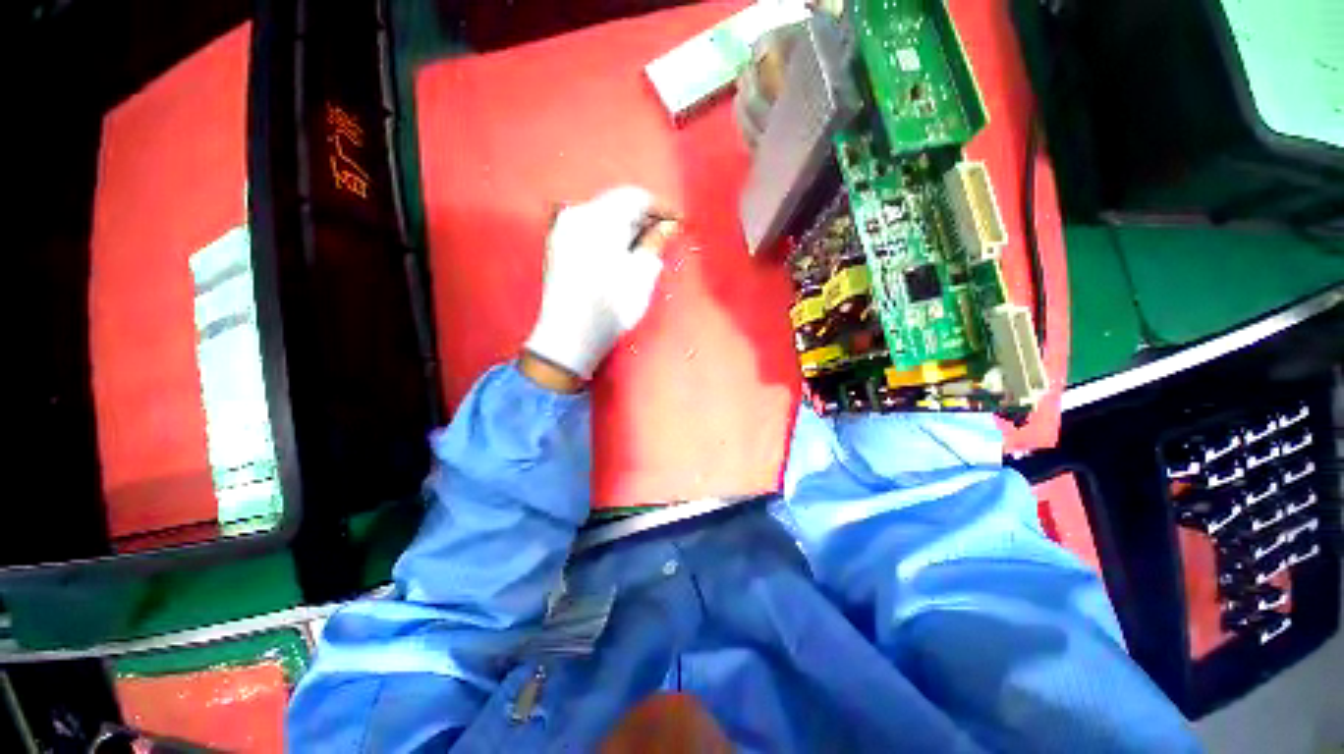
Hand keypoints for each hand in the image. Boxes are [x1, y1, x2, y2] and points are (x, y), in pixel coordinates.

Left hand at [523, 186, 677, 384]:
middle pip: (618, 203)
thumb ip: (656, 242)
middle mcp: (578, 214)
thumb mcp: (642, 274)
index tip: (679, 222)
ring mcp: (564, 228)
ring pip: (604, 214)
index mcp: (600, 218)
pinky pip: (591, 226)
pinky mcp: (558, 243)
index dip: (661, 208)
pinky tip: (621, 251)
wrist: (569, 336)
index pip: (636, 198)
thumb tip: (668, 226)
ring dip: (627, 225)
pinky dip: (610, 233)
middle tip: (665, 235)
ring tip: (645, 245)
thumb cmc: (611, 307)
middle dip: (644, 216)